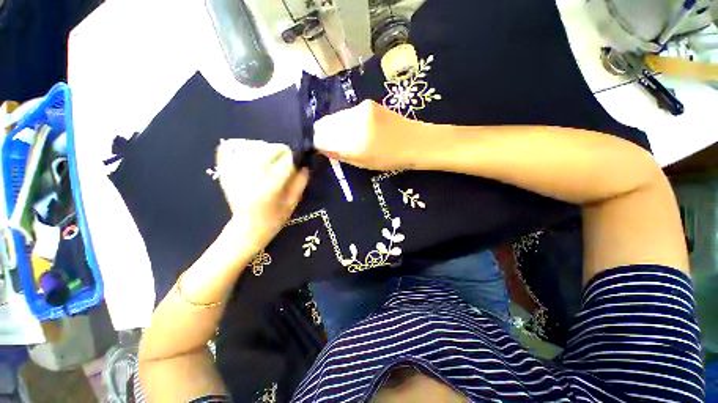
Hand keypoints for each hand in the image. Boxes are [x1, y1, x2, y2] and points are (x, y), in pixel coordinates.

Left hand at [215, 139, 308, 249]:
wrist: (247, 228)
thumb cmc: (274, 218)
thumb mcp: (292, 203)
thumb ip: (300, 184)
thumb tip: (305, 166)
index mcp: (270, 188)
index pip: (284, 162)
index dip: (293, 157)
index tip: (296, 160)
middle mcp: (251, 179)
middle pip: (266, 150)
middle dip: (279, 149)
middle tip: (284, 155)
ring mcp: (235, 174)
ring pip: (249, 147)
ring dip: (263, 146)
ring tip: (269, 154)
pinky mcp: (225, 173)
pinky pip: (227, 149)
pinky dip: (237, 145)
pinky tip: (248, 149)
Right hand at [313, 100, 422, 170]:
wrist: (413, 141)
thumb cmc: (389, 159)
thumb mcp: (362, 163)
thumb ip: (339, 154)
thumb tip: (321, 147)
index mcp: (354, 143)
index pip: (321, 137)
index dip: (318, 142)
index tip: (321, 147)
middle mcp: (354, 122)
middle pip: (325, 124)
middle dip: (325, 133)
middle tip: (333, 142)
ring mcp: (361, 109)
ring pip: (336, 117)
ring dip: (336, 127)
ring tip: (349, 136)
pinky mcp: (367, 103)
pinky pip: (347, 113)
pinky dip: (347, 121)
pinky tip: (358, 128)